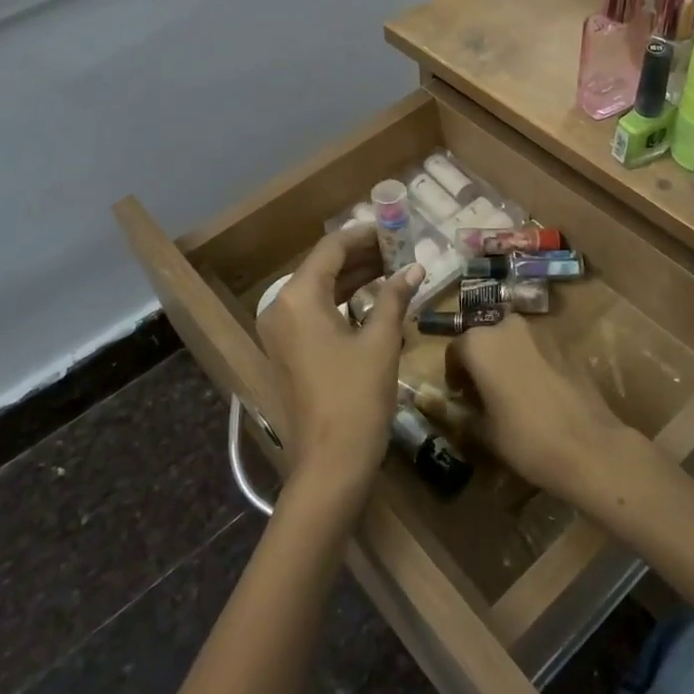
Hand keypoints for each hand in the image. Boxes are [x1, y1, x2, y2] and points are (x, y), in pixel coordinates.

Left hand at [256, 226, 422, 501]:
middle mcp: (280, 308)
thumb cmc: (357, 397)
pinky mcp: (286, 352)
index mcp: (298, 298)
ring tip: (392, 269)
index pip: (331, 249)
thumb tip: (414, 268)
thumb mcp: (380, 342)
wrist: (330, 464)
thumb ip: (394, 298)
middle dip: (361, 256)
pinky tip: (372, 300)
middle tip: (399, 249)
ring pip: (319, 290)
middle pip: (322, 267)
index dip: (364, 235)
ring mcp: (279, 332)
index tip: (394, 229)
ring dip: (353, 278)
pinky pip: (314, 313)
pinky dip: (341, 302)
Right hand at [443, 316, 635, 505]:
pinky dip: (532, 366)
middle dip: (482, 362)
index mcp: (480, 343)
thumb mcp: (484, 432)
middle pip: (486, 340)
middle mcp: (508, 327)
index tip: (460, 396)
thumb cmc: (525, 438)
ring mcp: (541, 333)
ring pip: (514, 343)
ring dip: (508, 361)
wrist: (589, 447)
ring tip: (512, 394)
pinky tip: (539, 396)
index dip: (454, 374)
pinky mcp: (566, 347)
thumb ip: (466, 413)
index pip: (456, 350)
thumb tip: (462, 408)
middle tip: (484, 392)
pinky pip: (538, 352)